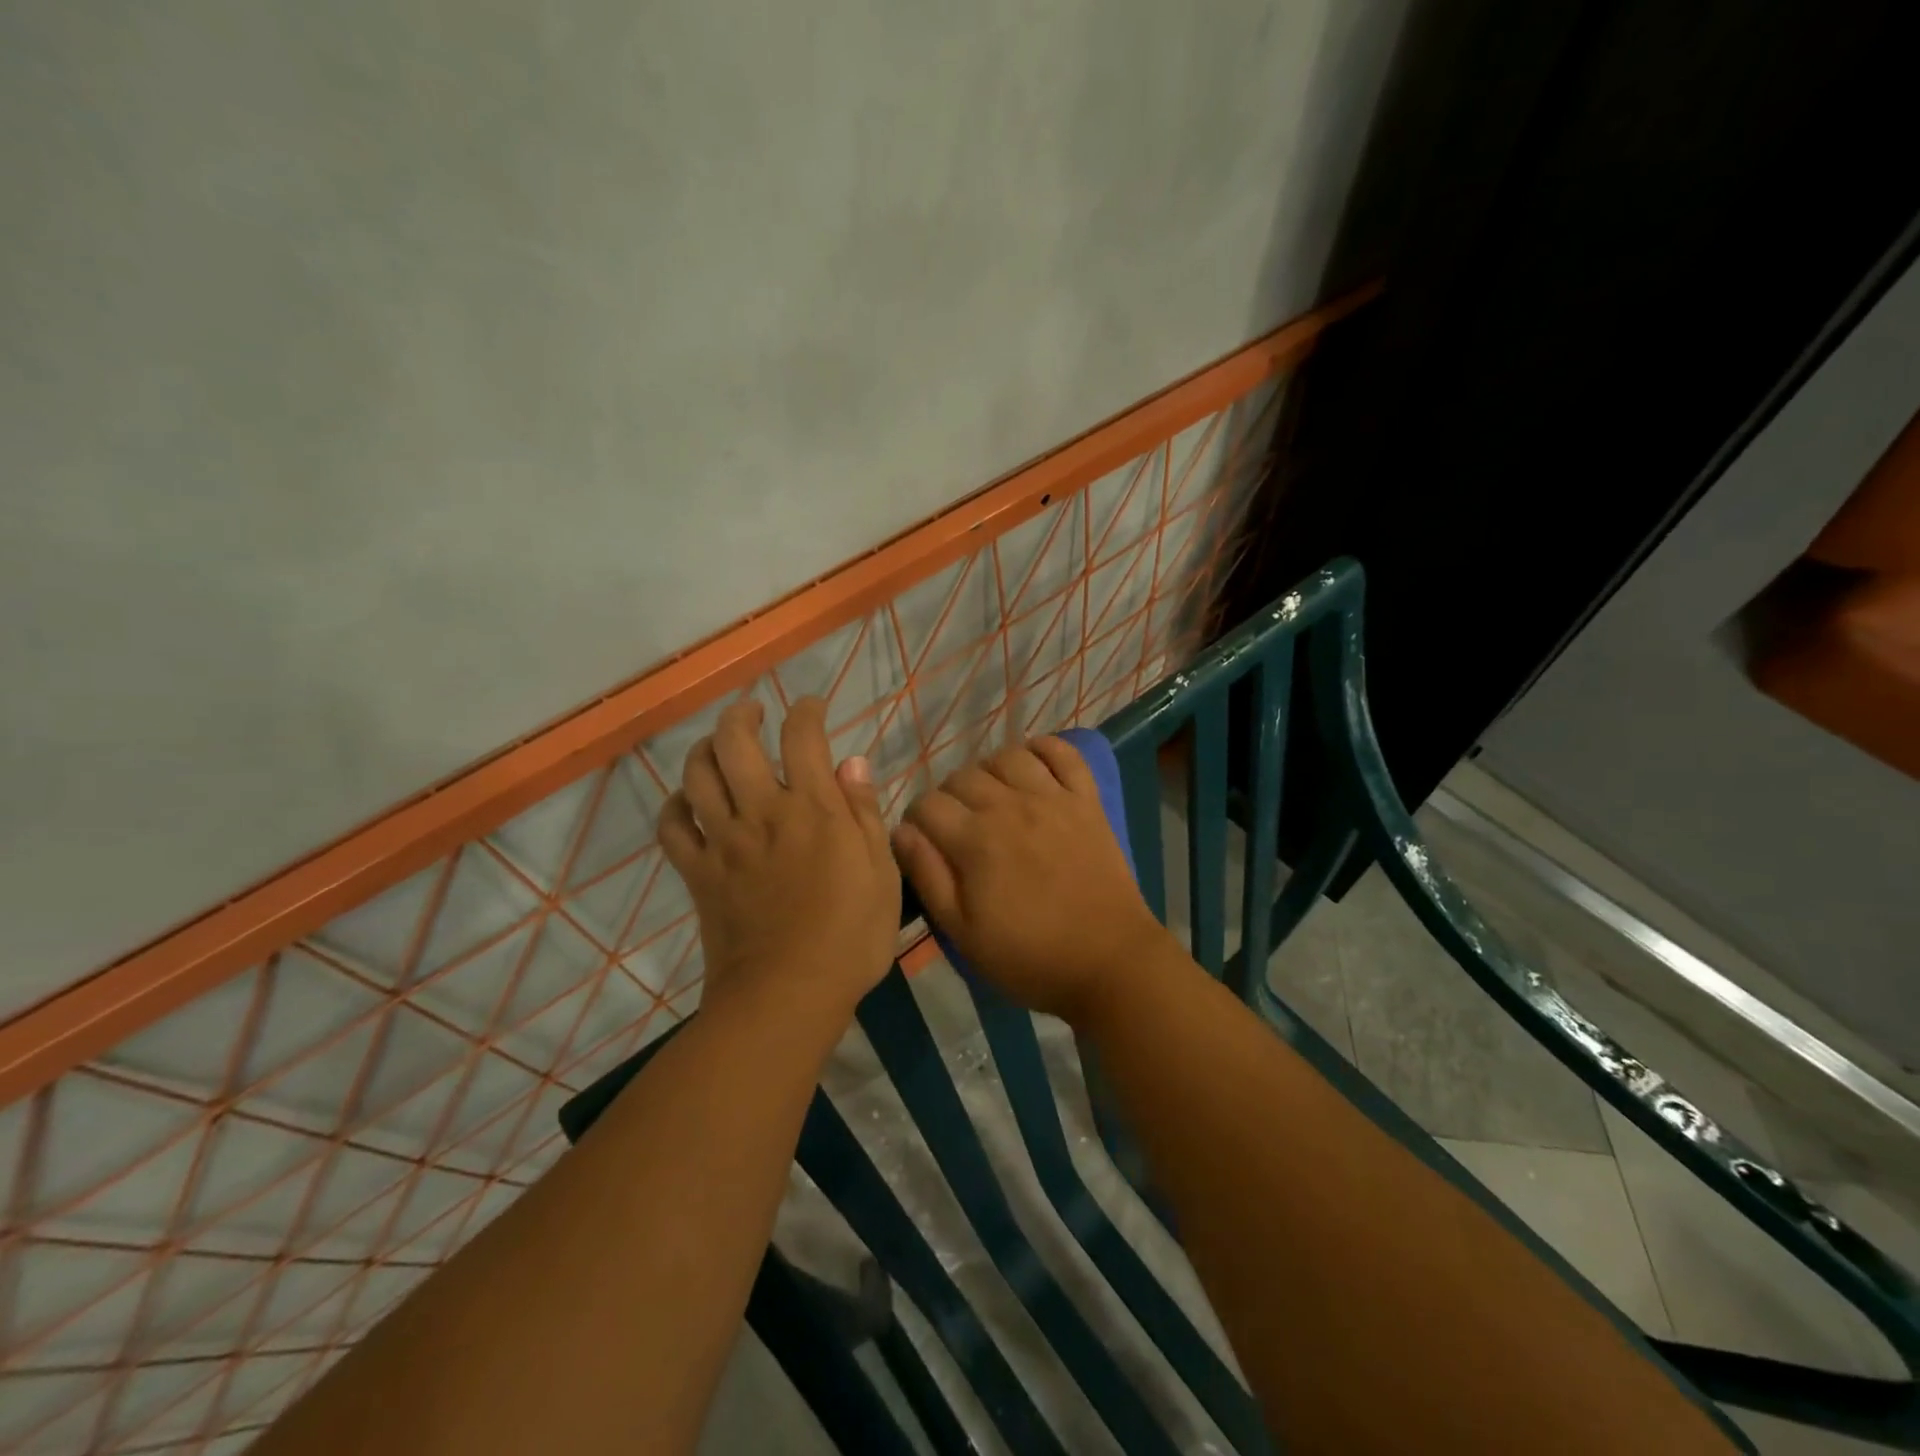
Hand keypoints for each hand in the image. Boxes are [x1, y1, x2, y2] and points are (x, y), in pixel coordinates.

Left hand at [659, 696, 899, 1025]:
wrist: (787, 994)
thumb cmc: (850, 938)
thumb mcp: (881, 874)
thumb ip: (865, 814)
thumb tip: (852, 762)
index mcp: (814, 809)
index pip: (803, 737)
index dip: (807, 711)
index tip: (813, 706)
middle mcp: (763, 812)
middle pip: (736, 742)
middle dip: (742, 715)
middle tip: (753, 712)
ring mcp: (724, 841)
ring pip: (698, 774)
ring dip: (705, 748)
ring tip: (718, 744)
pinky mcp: (698, 872)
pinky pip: (672, 826)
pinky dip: (675, 804)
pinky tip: (686, 800)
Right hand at [891, 737, 1177, 1025]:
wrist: (1110, 963)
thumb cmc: (1030, 956)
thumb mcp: (963, 933)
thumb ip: (928, 876)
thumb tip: (901, 831)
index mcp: (976, 840)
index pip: (926, 805)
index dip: (917, 821)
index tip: (925, 843)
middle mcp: (1011, 806)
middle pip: (962, 776)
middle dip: (949, 798)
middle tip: (958, 828)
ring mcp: (1053, 798)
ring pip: (1008, 756)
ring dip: (989, 771)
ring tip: (992, 798)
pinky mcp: (1087, 800)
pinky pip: (1063, 753)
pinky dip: (1044, 749)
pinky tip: (1032, 765)